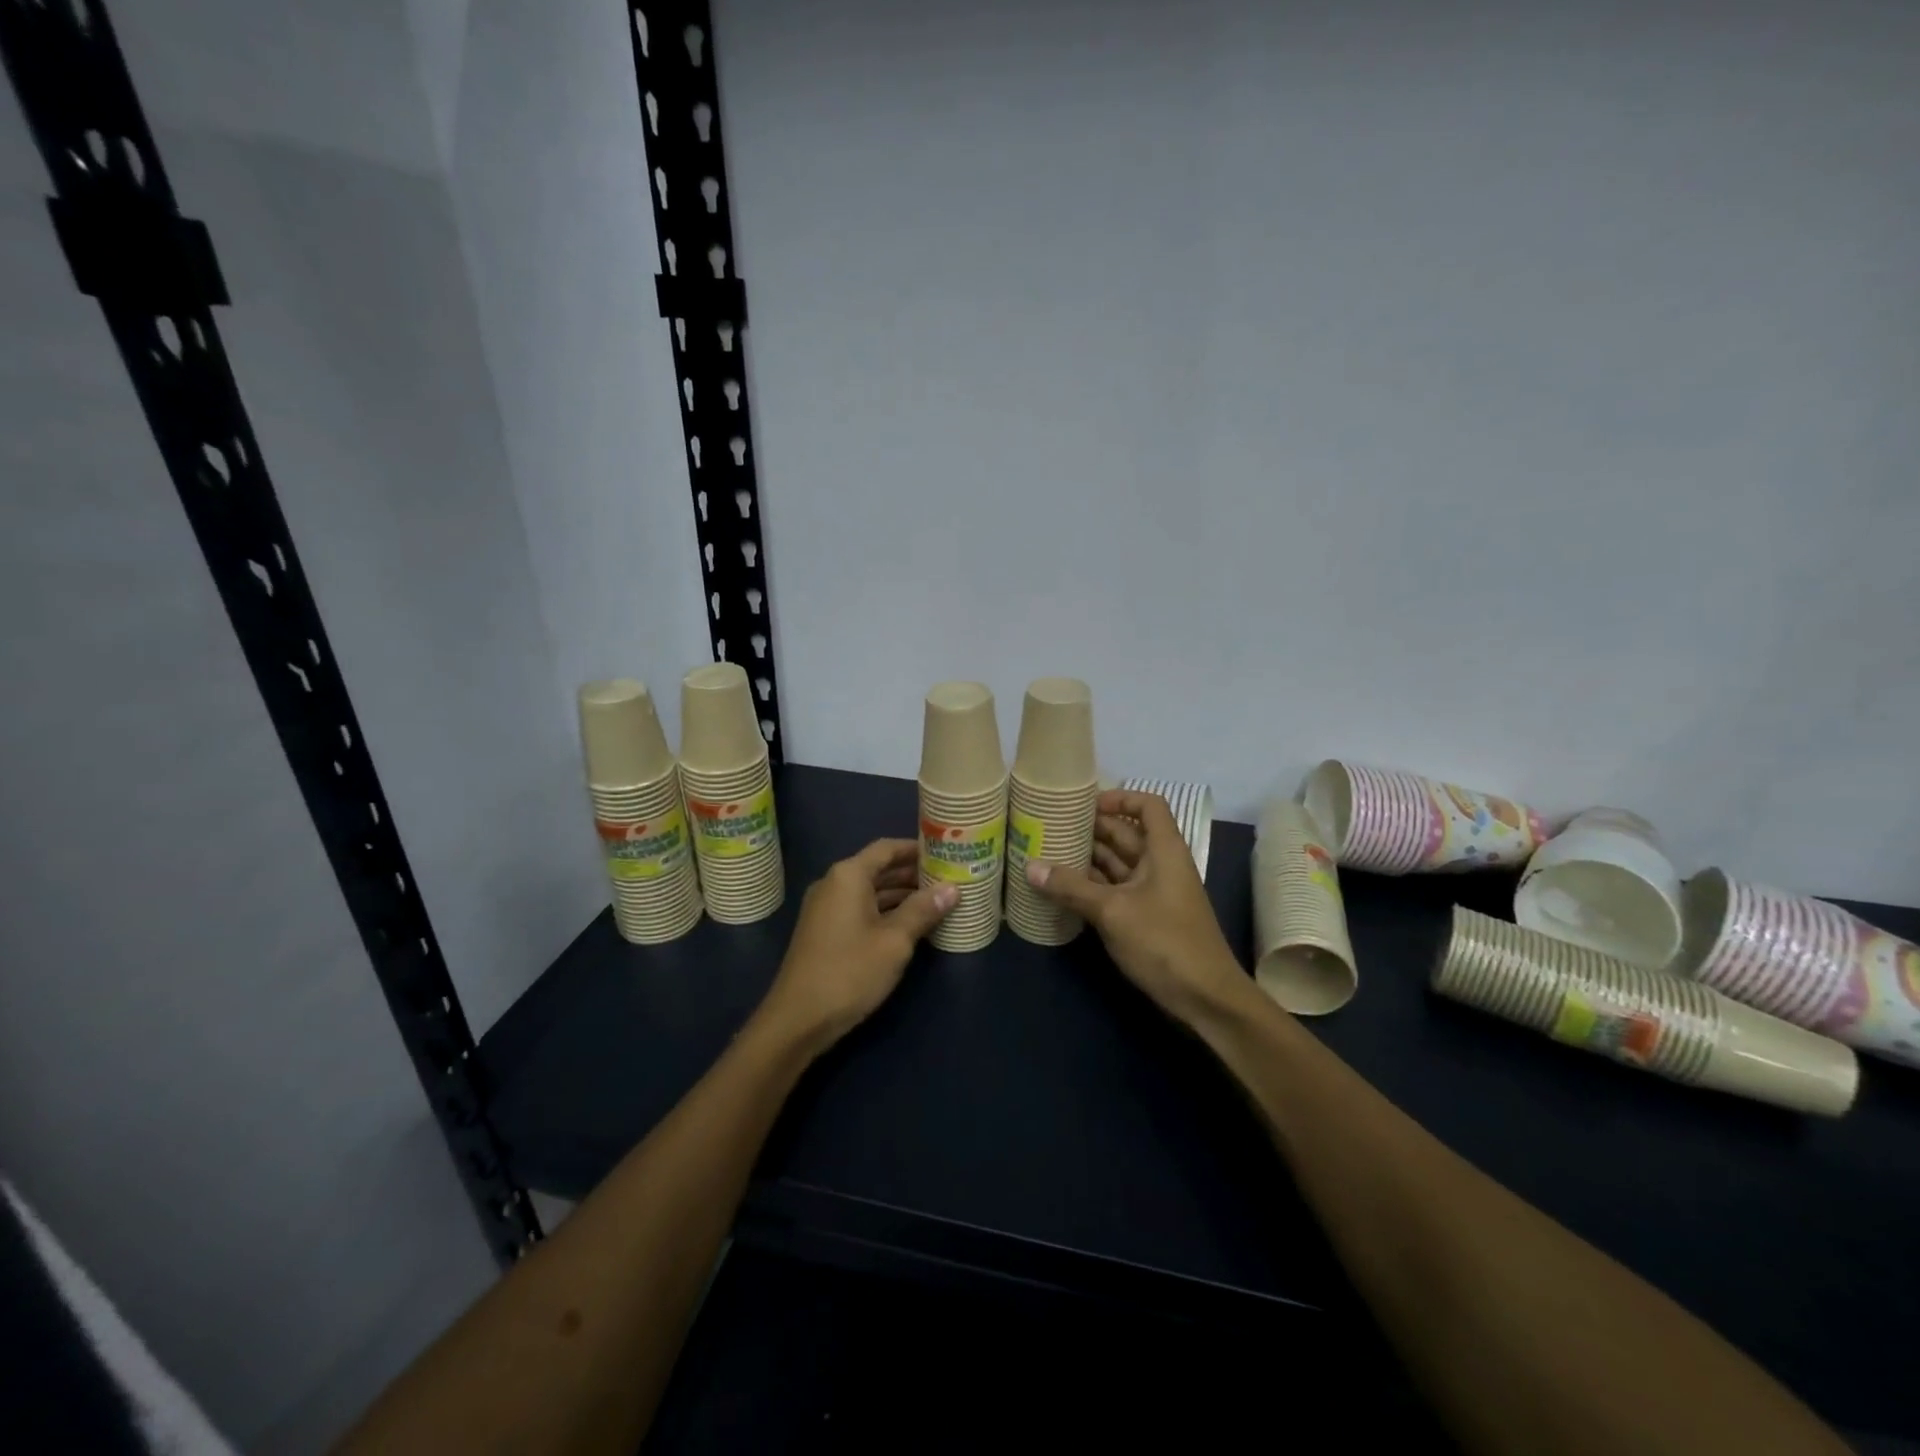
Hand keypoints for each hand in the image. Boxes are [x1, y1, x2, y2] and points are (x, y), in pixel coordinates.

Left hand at [758, 839, 956, 1052]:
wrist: (797, 1019)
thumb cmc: (849, 972)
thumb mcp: (895, 941)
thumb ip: (923, 910)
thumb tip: (952, 888)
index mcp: (848, 876)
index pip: (887, 848)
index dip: (916, 849)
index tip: (945, 853)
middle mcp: (834, 884)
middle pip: (879, 868)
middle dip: (912, 874)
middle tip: (948, 879)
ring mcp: (826, 909)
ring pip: (870, 891)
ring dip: (901, 895)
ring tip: (937, 902)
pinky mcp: (825, 932)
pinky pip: (861, 910)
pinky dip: (885, 912)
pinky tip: (911, 926)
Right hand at [1027, 789, 1250, 1026]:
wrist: (1206, 998)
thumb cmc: (1165, 942)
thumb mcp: (1113, 911)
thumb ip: (1071, 888)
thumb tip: (1030, 866)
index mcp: (1164, 850)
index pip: (1148, 805)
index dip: (1119, 797)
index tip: (1084, 805)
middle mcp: (1161, 865)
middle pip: (1126, 833)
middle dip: (1092, 829)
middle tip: (1051, 827)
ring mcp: (1154, 892)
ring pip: (1118, 863)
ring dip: (1088, 859)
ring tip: (1048, 853)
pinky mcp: (1147, 917)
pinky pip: (1116, 890)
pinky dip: (1092, 886)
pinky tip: (1063, 889)